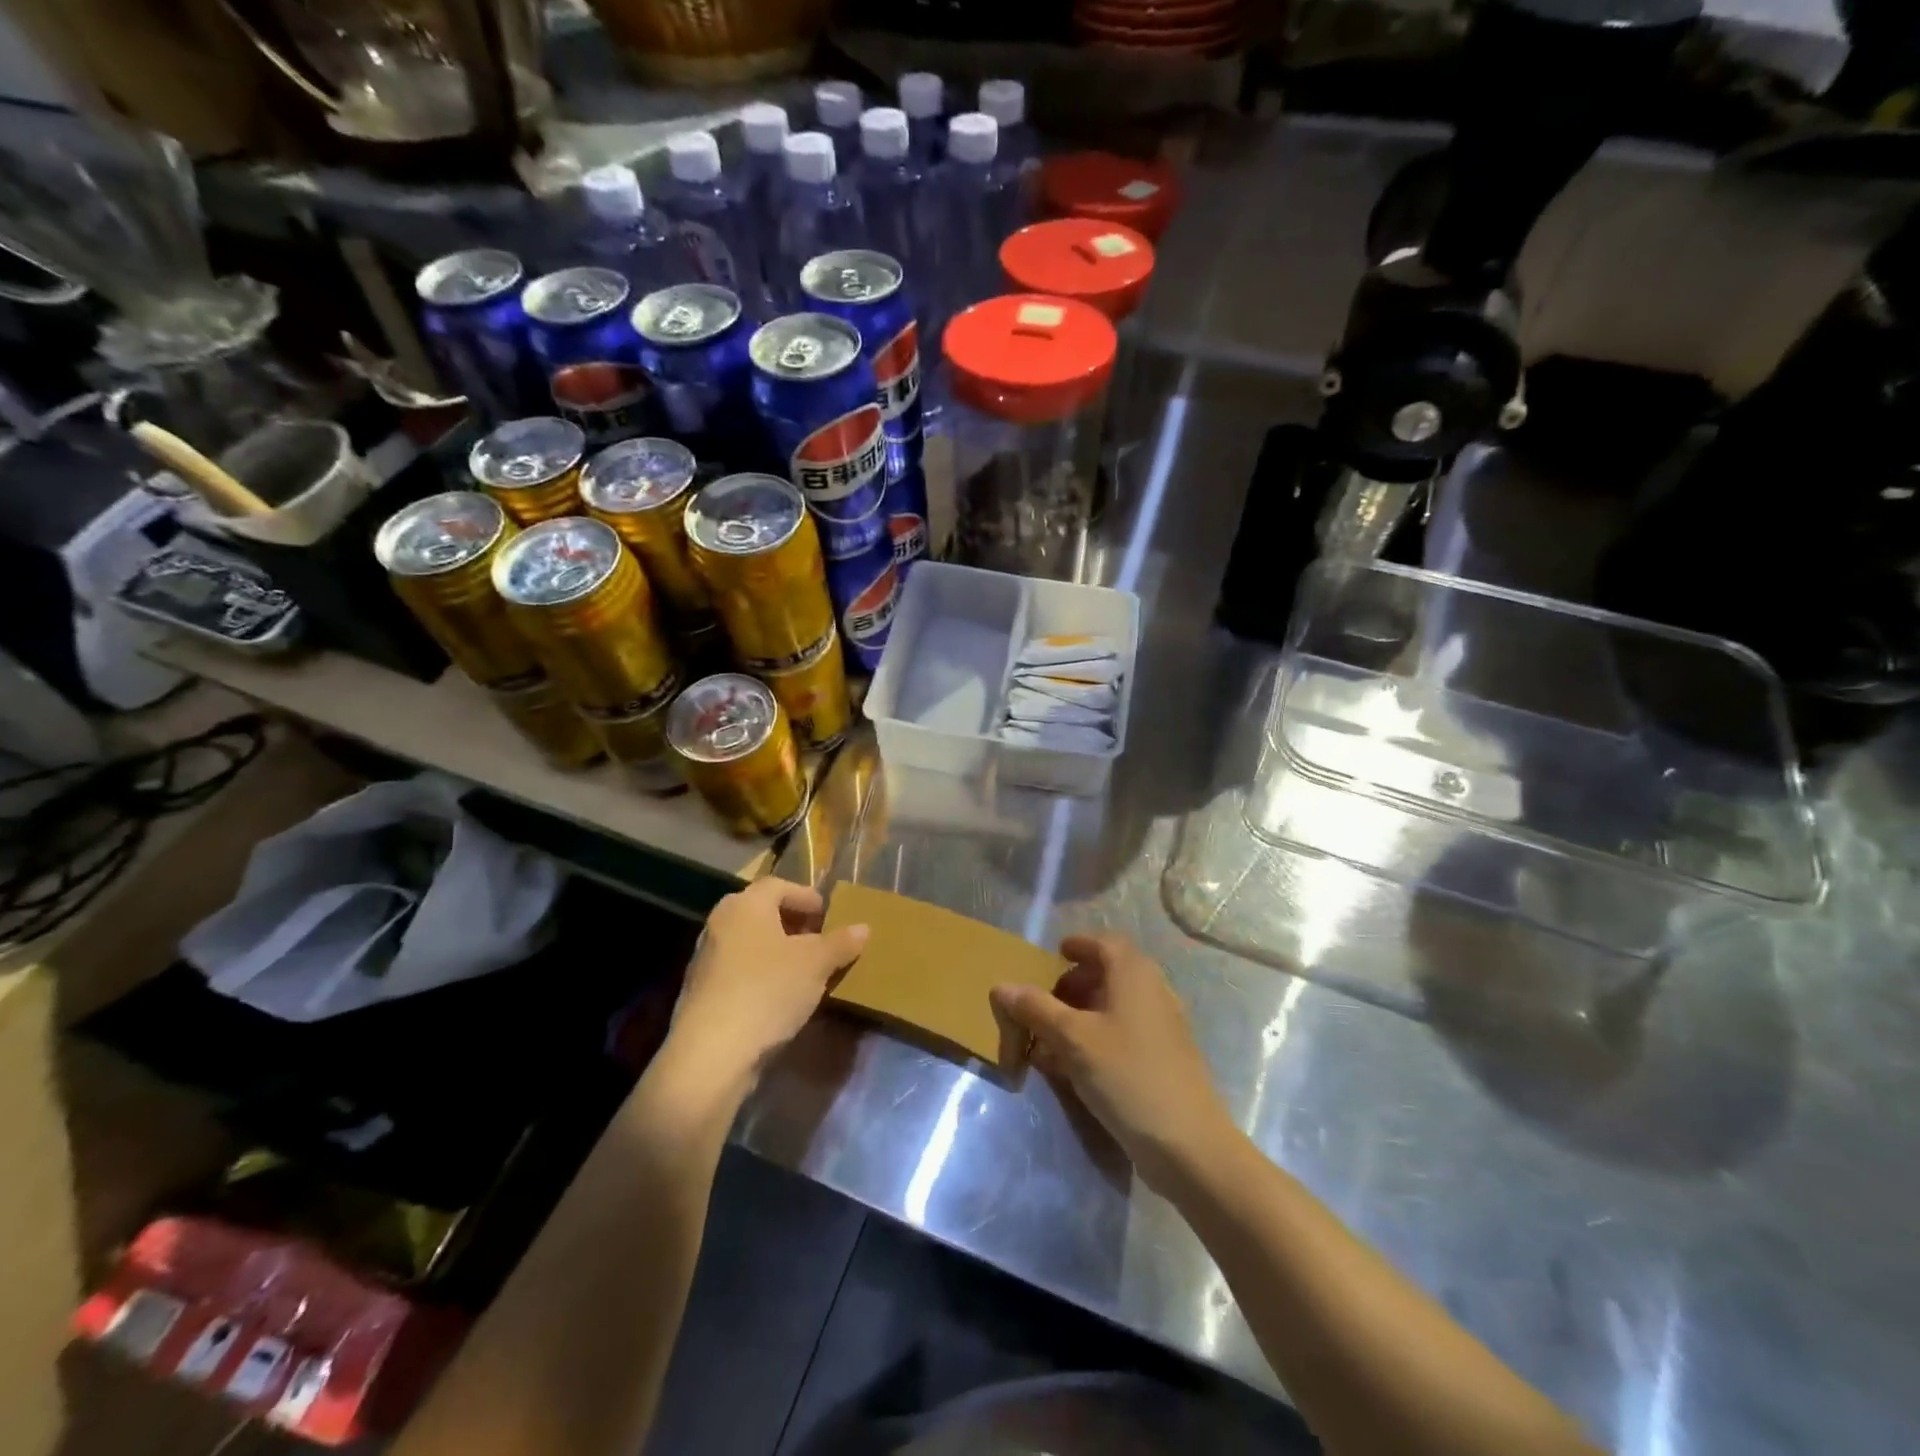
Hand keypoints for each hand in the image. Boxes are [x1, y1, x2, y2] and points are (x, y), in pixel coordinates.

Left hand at [671, 878, 868, 1087]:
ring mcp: (706, 959)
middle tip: (820, 941)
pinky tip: (781, 997)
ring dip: (778, 951)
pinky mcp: (701, 992)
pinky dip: (762, 974)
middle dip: (794, 924)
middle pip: (762, 912)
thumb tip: (863, 928)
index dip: (807, 897)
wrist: (711, 1054)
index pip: (779, 885)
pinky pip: (739, 970)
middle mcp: (720, 923)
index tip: (828, 916)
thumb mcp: (816, 964)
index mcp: (745, 905)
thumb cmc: (768, 991)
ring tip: (806, 971)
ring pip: (750, 942)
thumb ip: (841, 943)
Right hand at [991, 935, 1231, 1192]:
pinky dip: (1097, 1037)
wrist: (1187, 1144)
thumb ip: (1036, 1009)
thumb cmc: (1127, 1075)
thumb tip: (1001, 986)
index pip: (1105, 943)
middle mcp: (1152, 991)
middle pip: (1110, 973)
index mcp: (1134, 974)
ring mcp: (1162, 1027)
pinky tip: (1073, 1066)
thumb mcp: (1073, 1039)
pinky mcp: (1163, 1059)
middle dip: (1076, 982)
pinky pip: (1124, 1033)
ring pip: (1115, 1006)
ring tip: (1051, 1036)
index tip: (1055, 955)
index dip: (1079, 945)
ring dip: (1083, 1013)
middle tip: (1047, 999)